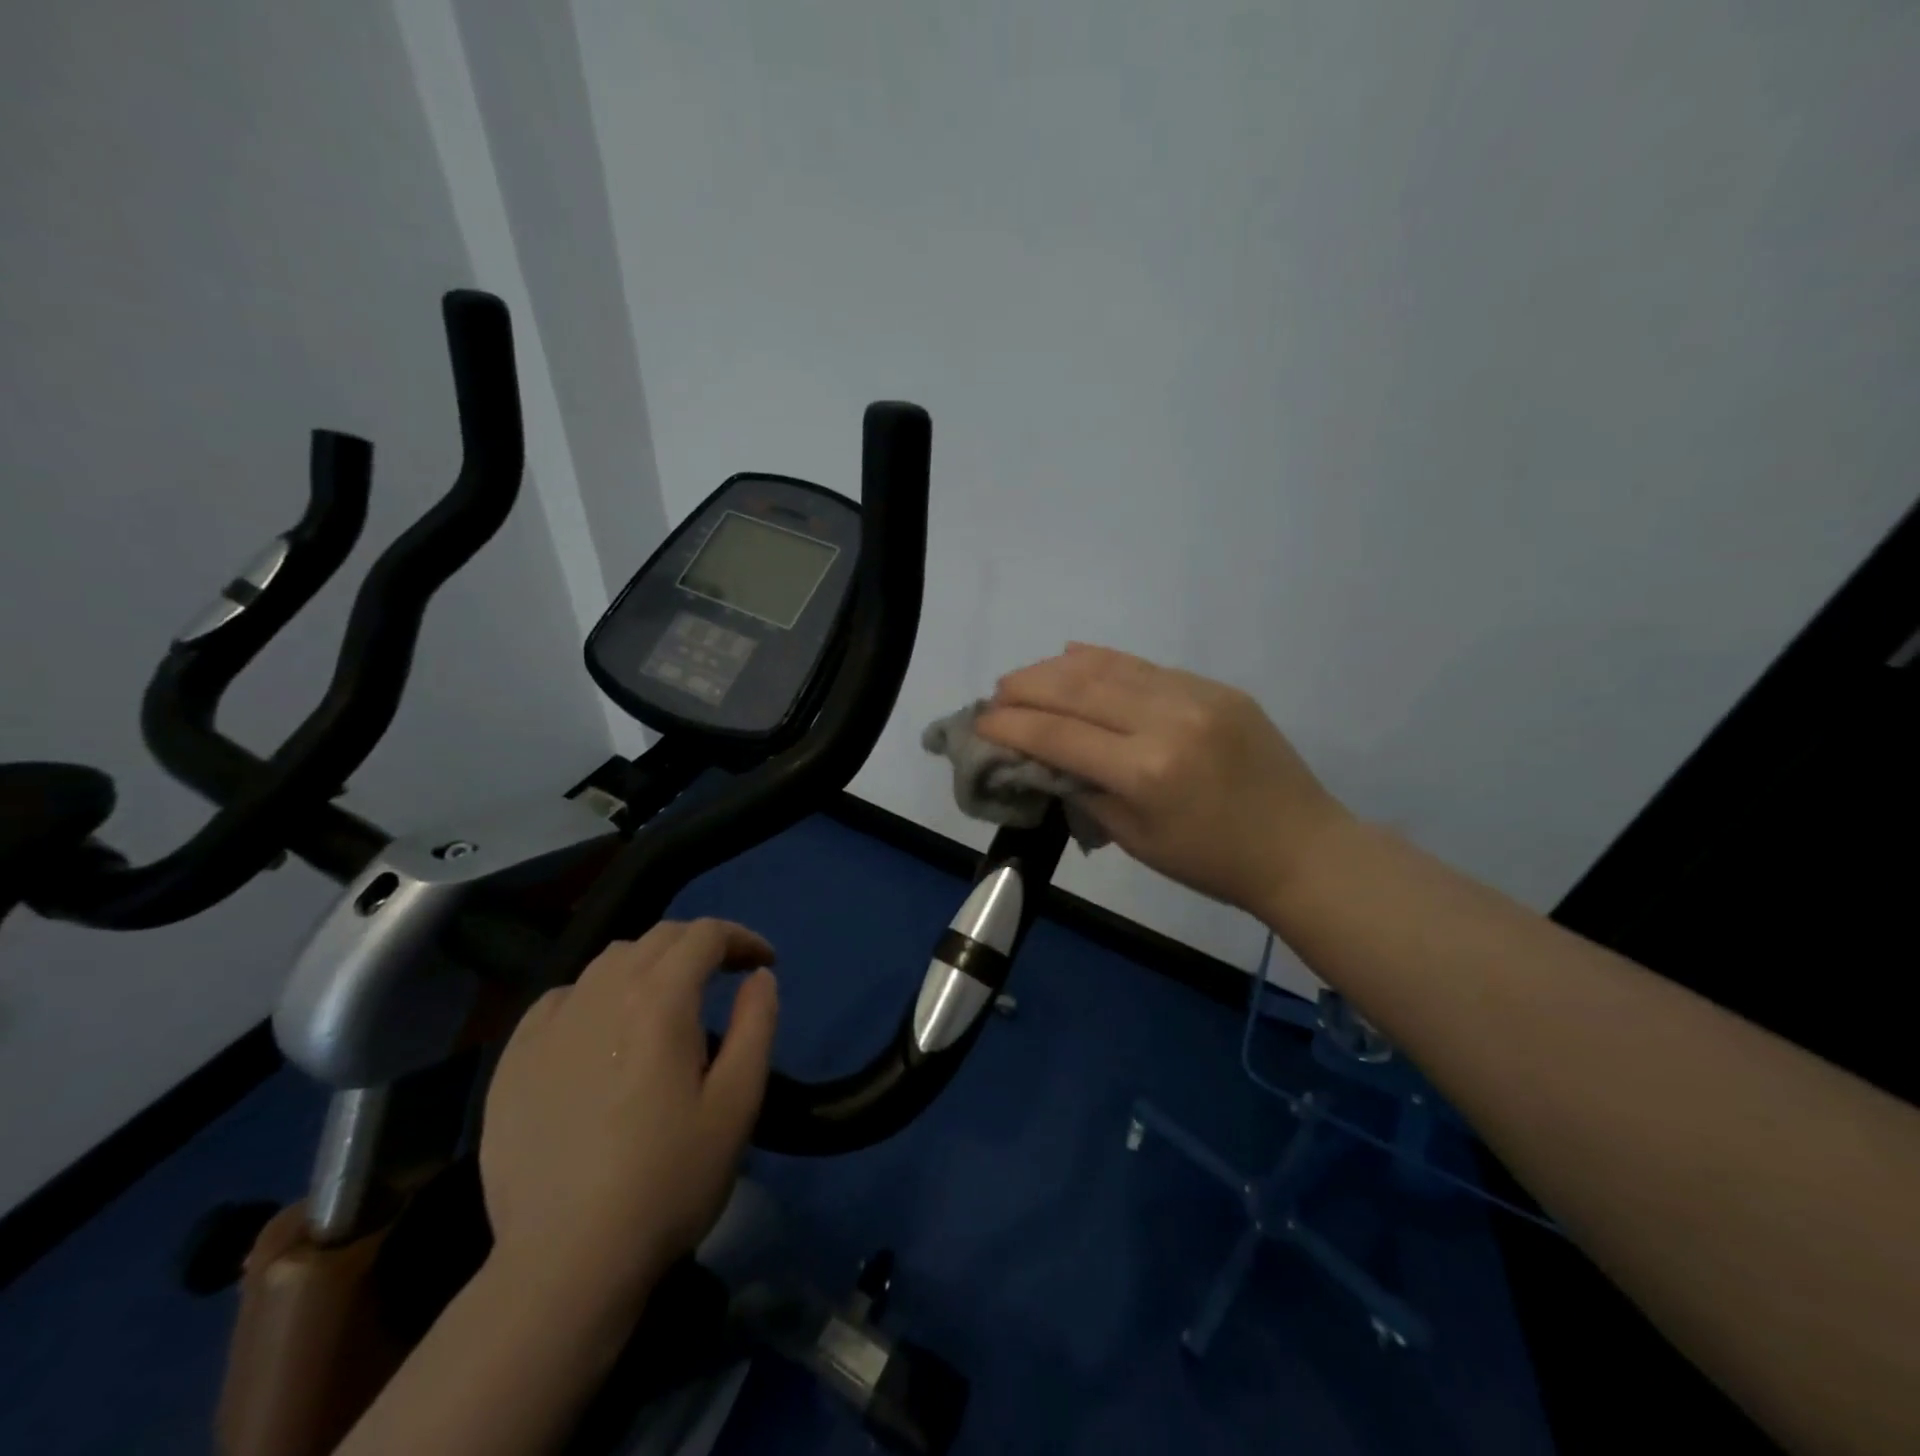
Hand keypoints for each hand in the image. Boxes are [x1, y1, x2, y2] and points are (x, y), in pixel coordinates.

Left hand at [478, 920, 778, 1315]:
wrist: (566, 1263)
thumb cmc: (668, 1180)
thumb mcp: (738, 1103)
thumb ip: (757, 1025)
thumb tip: (760, 977)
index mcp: (659, 1000)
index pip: (705, 935)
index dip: (741, 938)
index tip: (764, 963)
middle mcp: (601, 994)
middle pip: (657, 938)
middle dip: (700, 944)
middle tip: (726, 975)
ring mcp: (550, 1026)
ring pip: (608, 961)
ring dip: (650, 963)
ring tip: (667, 1000)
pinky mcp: (513, 1061)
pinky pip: (561, 998)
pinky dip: (595, 994)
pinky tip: (602, 1029)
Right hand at [977, 644, 1351, 915]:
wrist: (1301, 847)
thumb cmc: (1212, 862)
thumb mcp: (1136, 840)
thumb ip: (1084, 791)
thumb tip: (1043, 757)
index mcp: (1147, 771)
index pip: (1059, 735)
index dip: (1012, 727)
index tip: (980, 723)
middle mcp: (1167, 720)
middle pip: (1077, 689)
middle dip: (1026, 687)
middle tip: (996, 694)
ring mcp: (1195, 695)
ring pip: (1108, 668)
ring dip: (1056, 668)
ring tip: (1024, 676)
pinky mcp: (1215, 686)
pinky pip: (1145, 665)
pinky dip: (1102, 660)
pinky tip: (1072, 656)